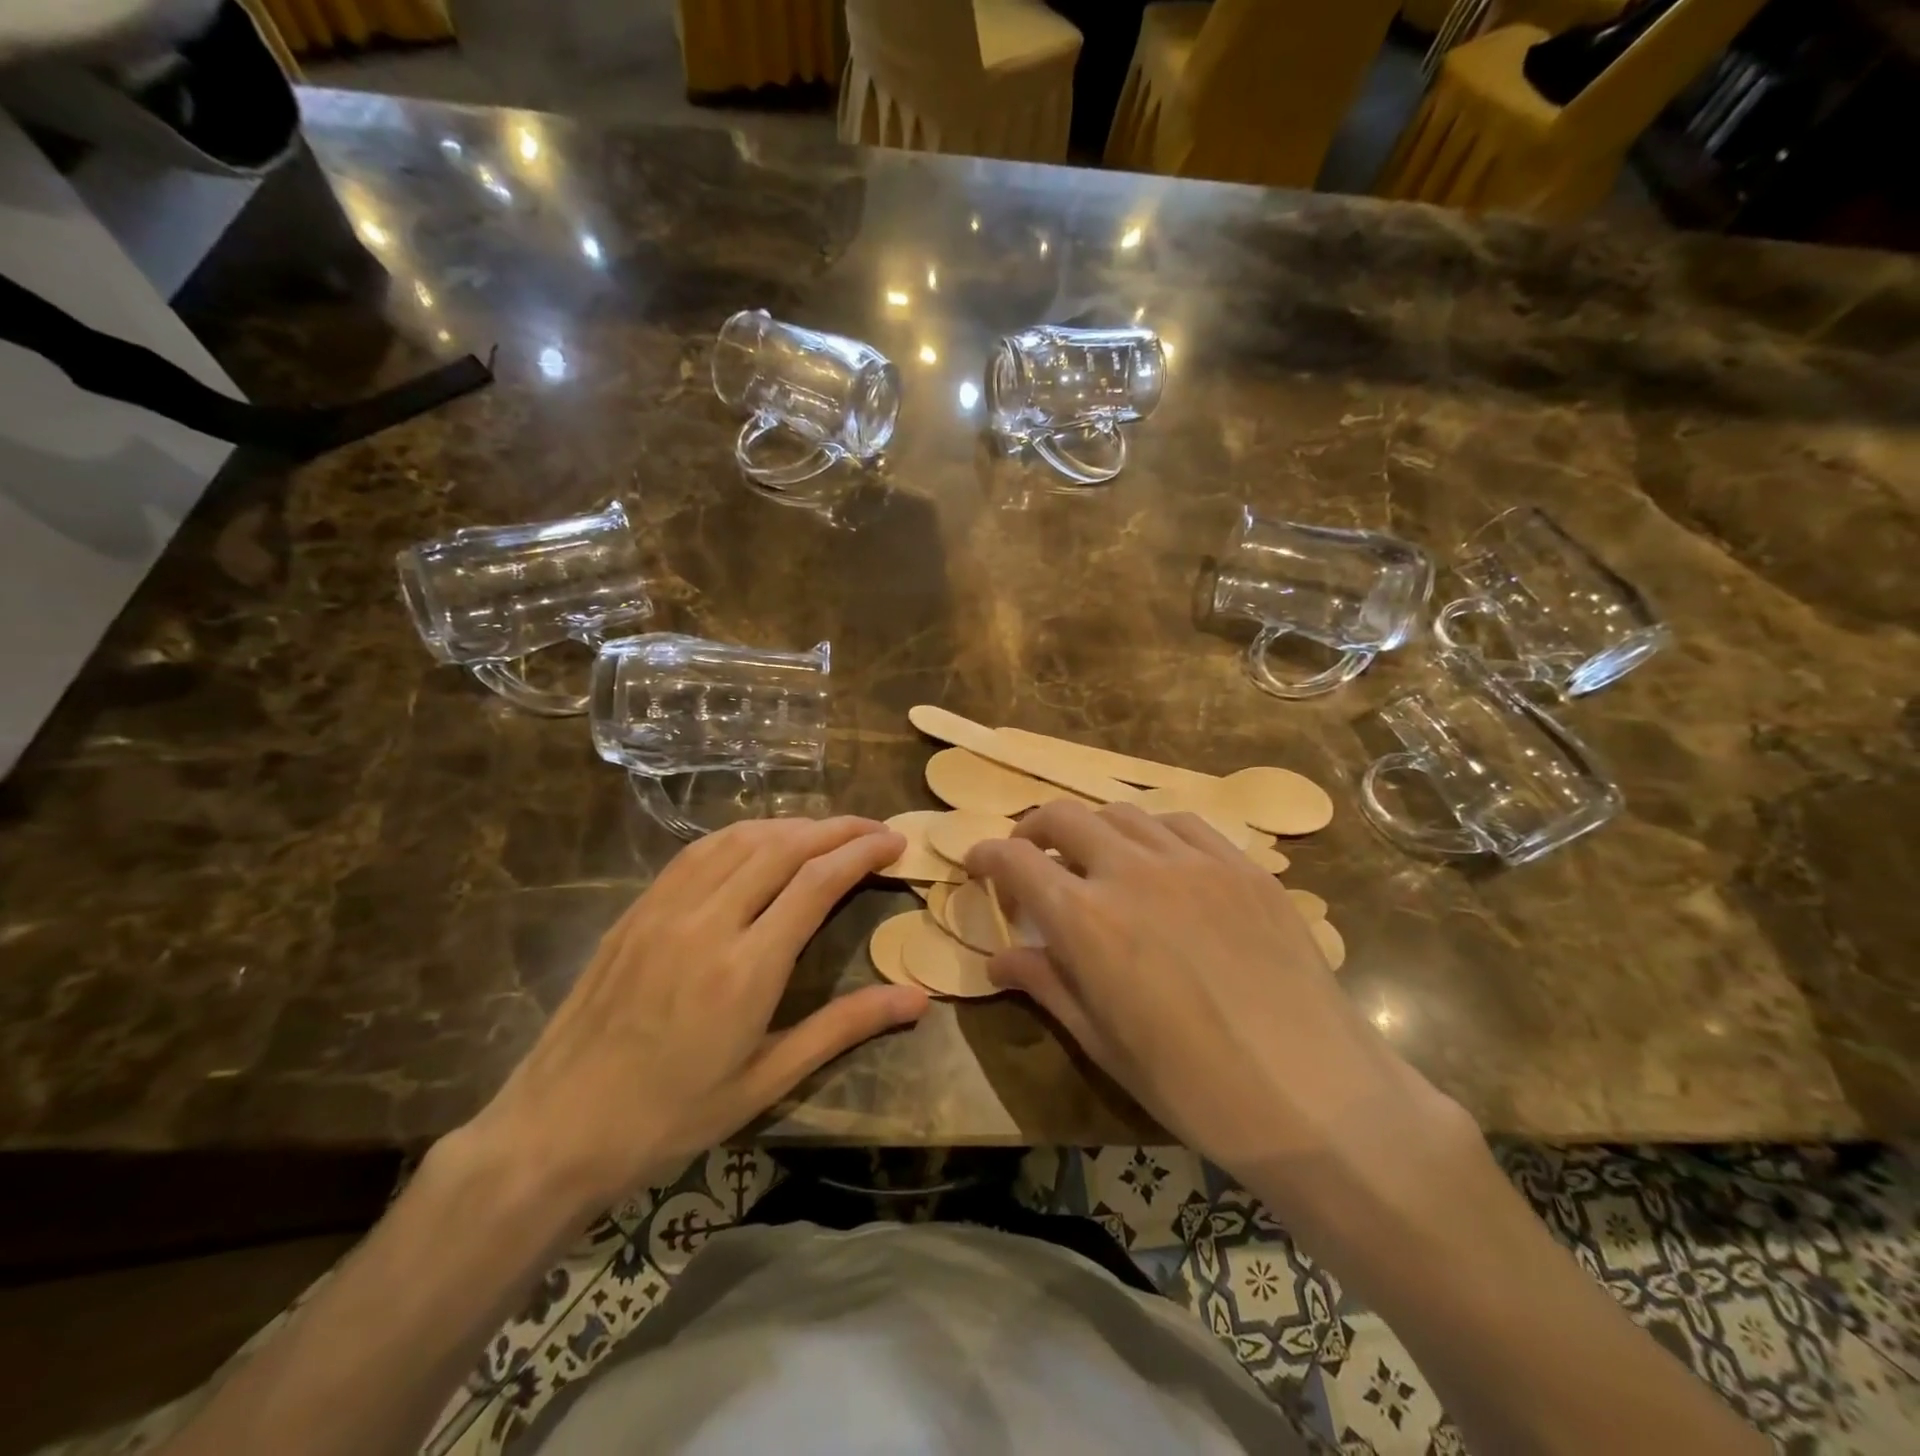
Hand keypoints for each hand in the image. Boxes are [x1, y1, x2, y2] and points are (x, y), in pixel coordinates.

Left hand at [464, 817, 927, 1211]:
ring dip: (792, 825)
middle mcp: (708, 922)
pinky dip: (743, 834)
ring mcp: (666, 909)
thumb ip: (843, 1027)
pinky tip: (759, 841)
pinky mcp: (638, 909)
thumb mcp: (767, 1081)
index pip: (817, 882)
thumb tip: (917, 998)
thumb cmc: (671, 1117)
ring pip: (740, 838)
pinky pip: (699, 851)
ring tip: (826, 831)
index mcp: (746, 969)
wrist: (556, 1129)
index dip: (862, 851)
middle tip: (874, 828)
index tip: (895, 840)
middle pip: (784, 846)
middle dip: (837, 828)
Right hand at [967, 802, 1475, 1224]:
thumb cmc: (1195, 1087)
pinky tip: (1157, 859)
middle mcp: (1134, 872)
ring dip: (1093, 828)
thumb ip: (1047, 984)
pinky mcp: (1242, 866)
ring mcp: (1194, 861)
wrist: (1316, 1096)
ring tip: (1093, 859)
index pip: (1016, 861)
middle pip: (1064, 817)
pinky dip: (1151, 832)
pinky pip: (1182, 825)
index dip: (987, 856)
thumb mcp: (1104, 1043)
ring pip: (1123, 814)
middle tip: (1028, 855)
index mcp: (1088, 921)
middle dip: (1032, 829)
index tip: (977, 863)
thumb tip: (999, 958)